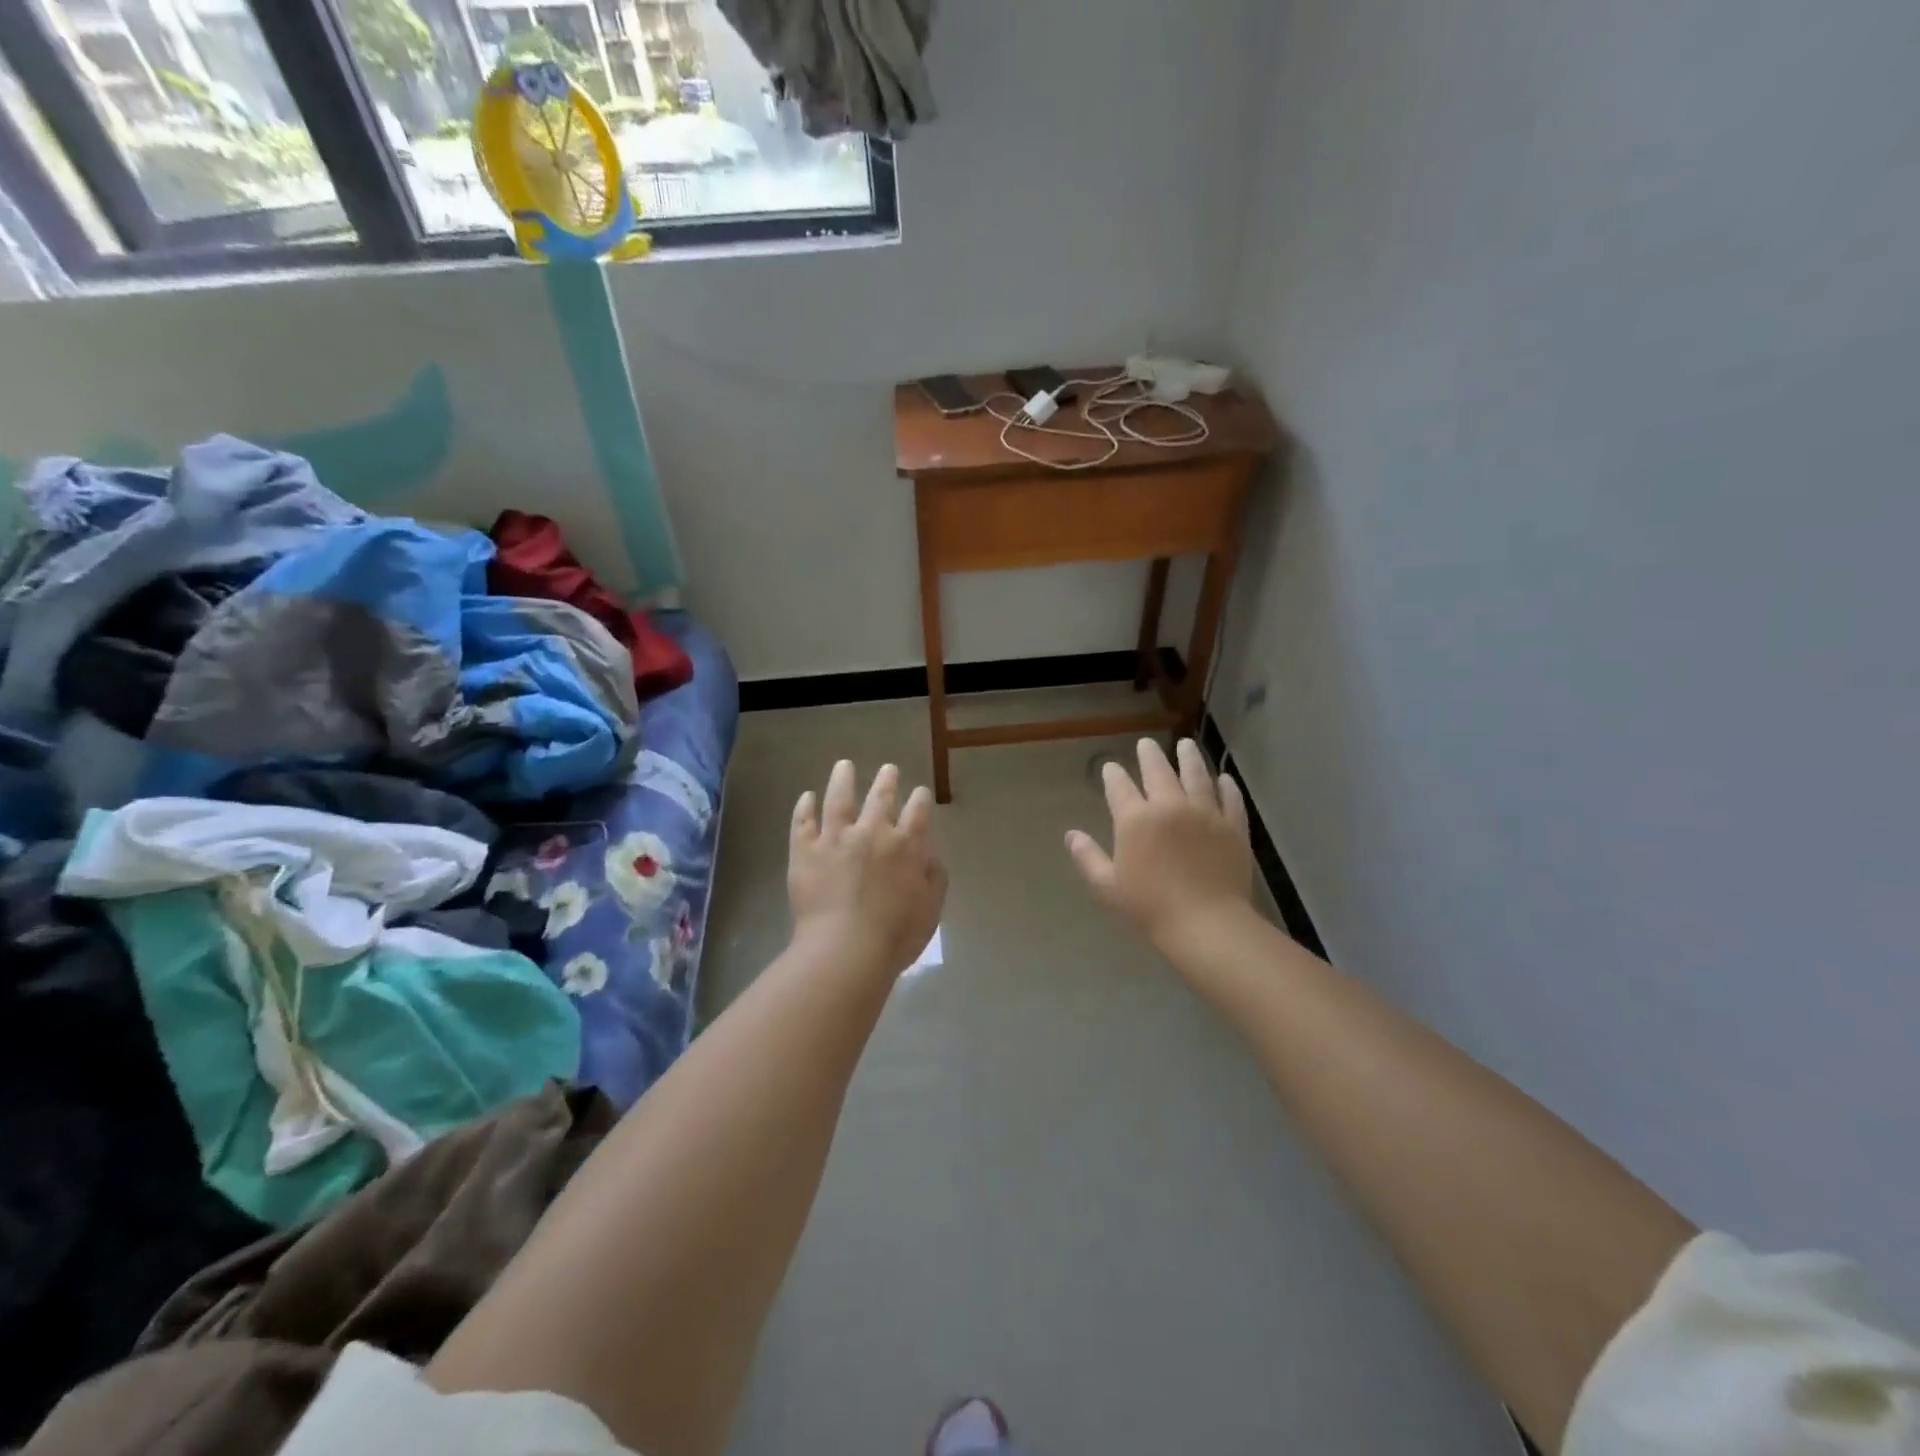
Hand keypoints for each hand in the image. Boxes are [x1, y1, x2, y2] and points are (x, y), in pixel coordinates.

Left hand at [789, 760, 946, 977]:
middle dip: (887, 780)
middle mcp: (872, 832)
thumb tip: (929, 853)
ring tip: (844, 765)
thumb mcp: (931, 908)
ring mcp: (835, 839)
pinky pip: (803, 823)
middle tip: (888, 769)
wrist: (845, 949)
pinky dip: (805, 807)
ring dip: (843, 779)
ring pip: (839, 799)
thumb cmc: (895, 935)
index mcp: (906, 845)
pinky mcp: (805, 851)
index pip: (918, 811)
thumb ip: (934, 876)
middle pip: (881, 797)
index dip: (920, 799)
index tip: (920, 793)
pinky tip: (806, 797)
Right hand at [1066, 738, 1254, 955]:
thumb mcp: (1108, 887)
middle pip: (1158, 772)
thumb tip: (1071, 835)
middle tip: (1146, 744)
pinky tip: (1224, 779)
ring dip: (1189, 758)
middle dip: (1149, 755)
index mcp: (1135, 820)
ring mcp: (1205, 813)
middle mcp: (1169, 806)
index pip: (1120, 787)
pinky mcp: (1233, 826)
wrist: (1207, 923)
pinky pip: (1230, 799)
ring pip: (1196, 776)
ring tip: (1186, 745)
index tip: (1111, 767)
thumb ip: (1088, 857)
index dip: (1113, 775)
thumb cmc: (1150, 908)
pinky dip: (1226, 786)